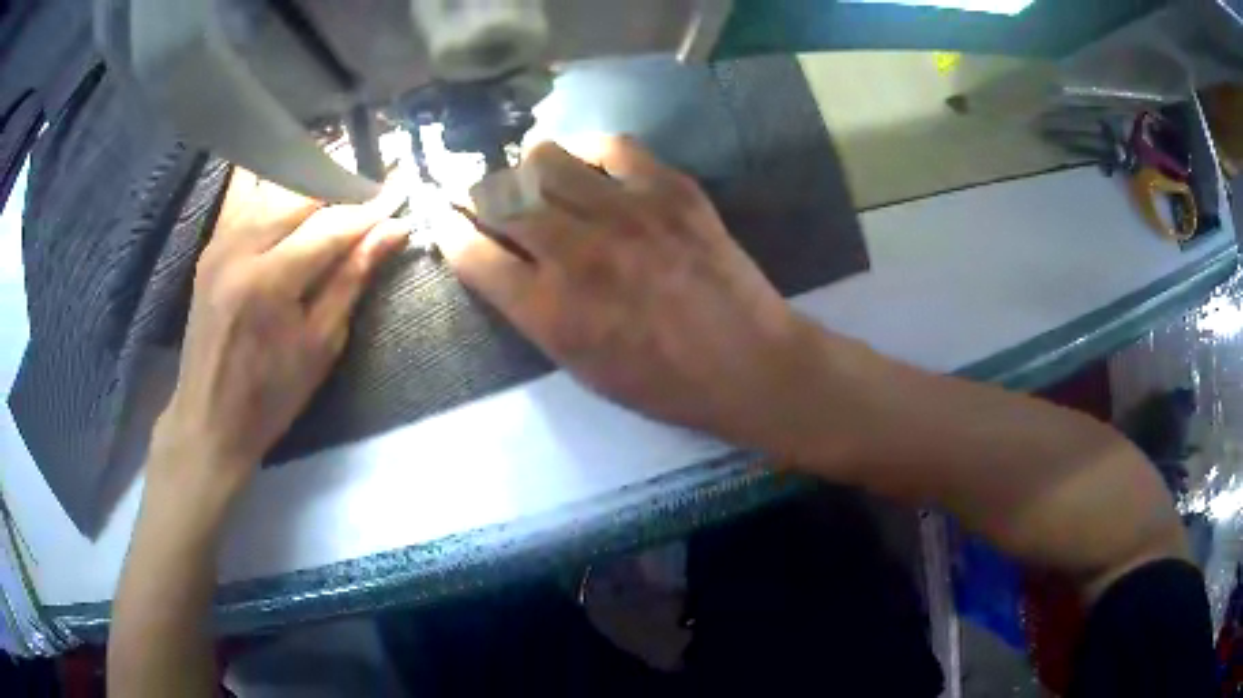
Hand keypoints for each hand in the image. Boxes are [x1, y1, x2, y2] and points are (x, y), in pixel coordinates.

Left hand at [149, 168, 407, 500]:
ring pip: (275, 188)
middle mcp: (240, 247)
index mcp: (268, 282)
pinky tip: (293, 197)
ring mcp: (220, 240)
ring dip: (310, 190)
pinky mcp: (211, 243)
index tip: (400, 200)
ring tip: (336, 204)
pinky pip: (247, 196)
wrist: (210, 417)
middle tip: (369, 204)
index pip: (330, 226)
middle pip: (302, 195)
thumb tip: (394, 230)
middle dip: (341, 194)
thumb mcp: (321, 345)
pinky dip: (275, 191)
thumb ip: (352, 279)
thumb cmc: (271, 394)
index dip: (369, 212)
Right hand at [439, 136, 835, 457]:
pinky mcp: (670, 191)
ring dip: (526, 165)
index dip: (448, 230)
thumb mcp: (582, 366)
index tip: (442, 218)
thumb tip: (502, 262)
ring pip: (546, 159)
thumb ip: (534, 312)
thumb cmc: (662, 382)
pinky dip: (588, 149)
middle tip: (478, 190)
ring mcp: (626, 215)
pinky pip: (612, 146)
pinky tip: (586, 162)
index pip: (472, 254)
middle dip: (475, 191)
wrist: (748, 363)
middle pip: (499, 198)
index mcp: (550, 311)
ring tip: (532, 174)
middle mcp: (577, 254)